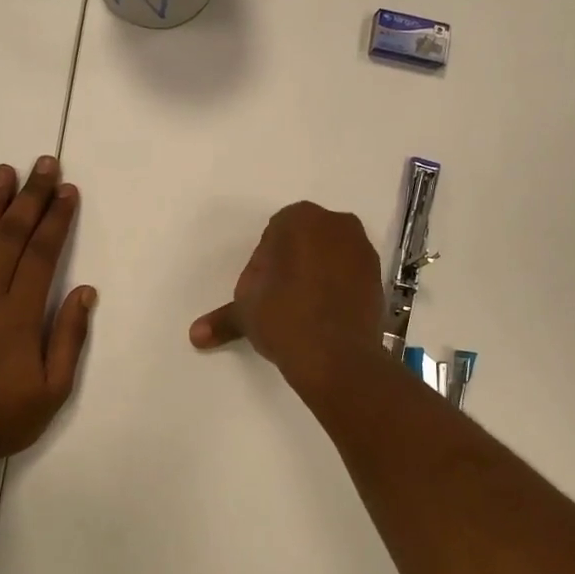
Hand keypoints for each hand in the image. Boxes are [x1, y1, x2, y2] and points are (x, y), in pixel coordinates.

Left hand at [0, 158, 95, 458]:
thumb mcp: (54, 389)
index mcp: (20, 314)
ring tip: (4, 171)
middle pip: (12, 236)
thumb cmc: (4, 417)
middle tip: (43, 163)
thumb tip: (84, 291)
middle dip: (30, 197)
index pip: (43, 253)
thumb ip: (69, 337)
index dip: (57, 218)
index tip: (67, 190)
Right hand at [188, 201, 385, 387]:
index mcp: (299, 218)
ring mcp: (363, 248)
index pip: (273, 235)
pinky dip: (338, 289)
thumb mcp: (245, 312)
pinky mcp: (379, 276)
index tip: (262, 292)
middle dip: (292, 265)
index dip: (264, 264)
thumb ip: (222, 318)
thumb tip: (195, 335)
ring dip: (316, 275)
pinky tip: (326, 316)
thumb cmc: (283, 317)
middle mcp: (336, 223)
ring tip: (304, 311)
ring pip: (329, 256)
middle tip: (280, 301)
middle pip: (304, 241)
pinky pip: (349, 276)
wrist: (335, 355)